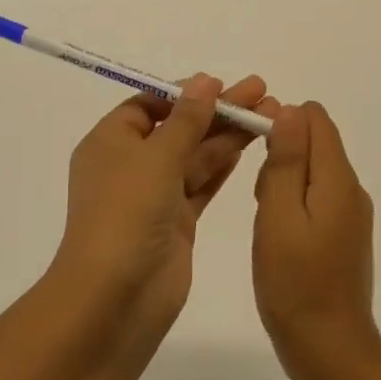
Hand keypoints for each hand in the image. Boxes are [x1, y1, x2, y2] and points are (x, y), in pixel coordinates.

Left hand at [52, 74, 276, 312]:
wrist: (115, 297)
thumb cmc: (126, 214)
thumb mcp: (155, 157)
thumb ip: (185, 120)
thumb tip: (203, 82)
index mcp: (110, 142)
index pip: (148, 105)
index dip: (184, 93)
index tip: (222, 85)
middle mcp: (129, 165)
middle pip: (178, 128)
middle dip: (217, 110)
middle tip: (262, 92)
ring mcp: (153, 196)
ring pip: (194, 156)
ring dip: (227, 136)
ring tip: (270, 115)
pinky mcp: (175, 223)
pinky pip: (201, 185)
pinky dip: (222, 166)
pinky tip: (248, 148)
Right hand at [252, 102, 380, 378]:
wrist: (330, 350)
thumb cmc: (294, 283)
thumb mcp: (279, 216)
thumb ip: (286, 161)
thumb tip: (290, 110)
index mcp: (338, 179)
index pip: (315, 119)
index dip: (281, 120)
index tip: (253, 148)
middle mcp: (352, 190)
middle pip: (314, 144)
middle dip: (280, 154)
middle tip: (257, 198)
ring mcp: (351, 215)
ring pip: (312, 172)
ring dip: (283, 181)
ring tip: (264, 219)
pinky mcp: (344, 235)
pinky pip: (317, 198)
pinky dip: (293, 203)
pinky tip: (277, 235)